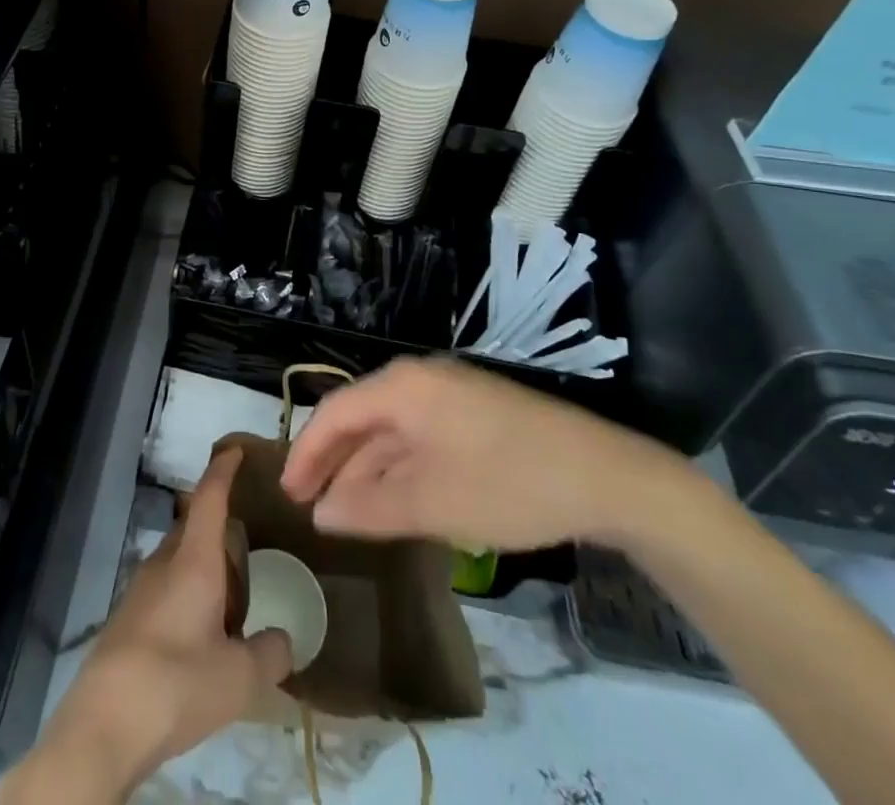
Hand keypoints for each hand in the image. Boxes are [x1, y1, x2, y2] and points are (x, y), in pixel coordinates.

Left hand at [1, 448, 292, 803]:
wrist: (104, 723)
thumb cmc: (177, 683)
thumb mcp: (240, 677)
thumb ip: (271, 654)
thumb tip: (285, 641)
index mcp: (194, 560)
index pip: (209, 498)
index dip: (223, 471)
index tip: (235, 450)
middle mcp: (164, 563)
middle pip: (192, 526)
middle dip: (217, 525)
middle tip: (248, 541)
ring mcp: (140, 589)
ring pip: (177, 559)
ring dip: (202, 565)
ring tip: (230, 595)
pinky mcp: (127, 619)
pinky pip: (164, 588)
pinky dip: (186, 594)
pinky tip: (200, 633)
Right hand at [280, 357, 684, 551]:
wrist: (607, 476)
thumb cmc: (508, 482)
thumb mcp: (432, 503)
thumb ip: (369, 507)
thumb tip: (321, 514)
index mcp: (403, 387)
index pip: (336, 413)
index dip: (307, 453)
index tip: (288, 494)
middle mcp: (421, 380)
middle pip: (362, 418)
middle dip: (334, 462)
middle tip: (310, 505)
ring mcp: (451, 395)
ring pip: (392, 430)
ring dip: (367, 469)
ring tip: (347, 513)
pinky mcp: (475, 415)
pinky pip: (420, 437)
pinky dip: (400, 468)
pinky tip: (396, 499)